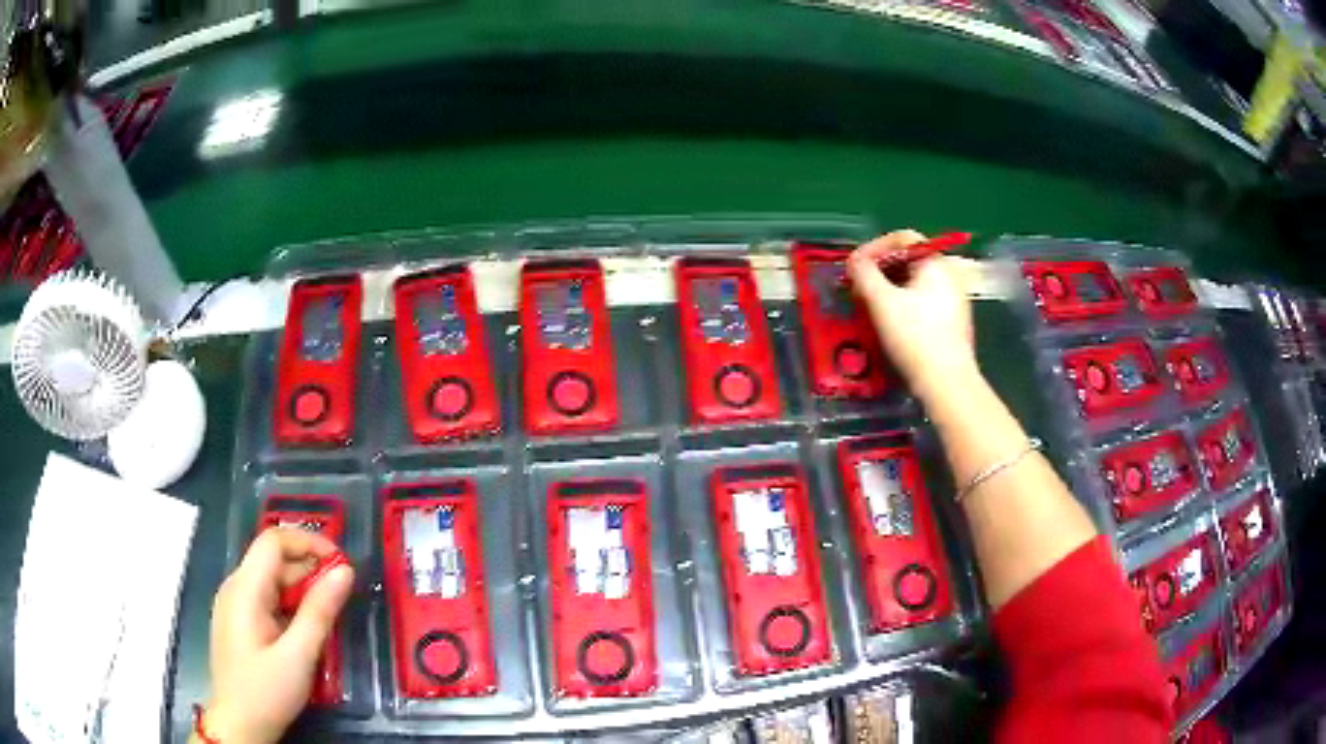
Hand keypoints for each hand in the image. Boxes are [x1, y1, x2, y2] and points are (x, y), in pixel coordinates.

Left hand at [200, 527, 353, 743]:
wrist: (239, 724)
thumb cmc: (266, 692)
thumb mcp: (298, 656)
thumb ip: (319, 612)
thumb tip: (345, 571)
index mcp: (245, 589)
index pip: (273, 541)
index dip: (308, 542)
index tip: (341, 562)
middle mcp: (235, 588)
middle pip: (273, 560)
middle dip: (309, 568)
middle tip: (344, 594)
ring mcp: (235, 604)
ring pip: (271, 581)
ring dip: (302, 589)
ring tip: (330, 614)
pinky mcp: (239, 621)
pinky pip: (267, 599)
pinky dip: (290, 605)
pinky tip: (306, 629)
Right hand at [846, 230, 977, 401]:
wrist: (947, 383)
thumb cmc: (915, 337)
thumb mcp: (882, 302)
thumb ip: (864, 274)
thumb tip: (854, 261)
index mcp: (936, 264)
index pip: (903, 238)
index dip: (875, 247)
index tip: (855, 266)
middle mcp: (948, 276)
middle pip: (909, 260)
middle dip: (880, 270)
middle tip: (858, 287)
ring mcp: (953, 301)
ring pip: (914, 283)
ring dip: (888, 289)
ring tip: (868, 306)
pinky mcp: (951, 323)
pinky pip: (922, 302)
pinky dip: (902, 305)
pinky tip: (889, 323)